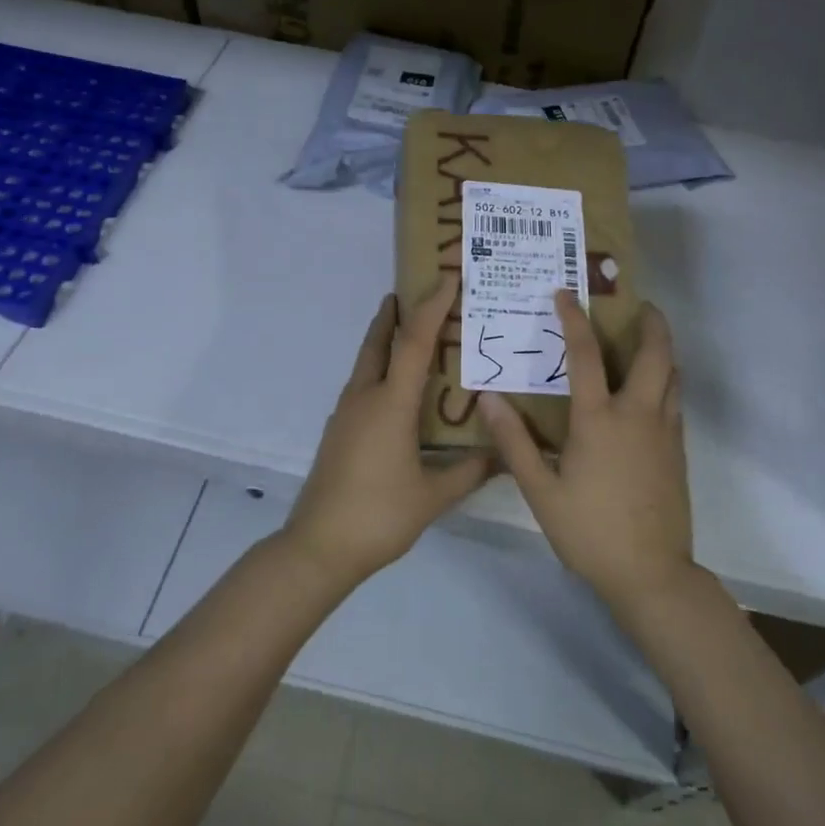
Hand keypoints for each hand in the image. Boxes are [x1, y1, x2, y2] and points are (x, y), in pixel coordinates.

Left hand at [281, 275, 493, 590]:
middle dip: (397, 313)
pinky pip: (363, 384)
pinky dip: (380, 369)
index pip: (414, 342)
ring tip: (410, 332)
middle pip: (379, 341)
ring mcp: (346, 413)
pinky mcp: (338, 430)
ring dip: (385, 339)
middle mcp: (364, 398)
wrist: (318, 547)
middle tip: (416, 291)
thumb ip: (471, 472)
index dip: (432, 306)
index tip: (447, 278)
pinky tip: (397, 389)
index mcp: (390, 404)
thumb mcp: (433, 496)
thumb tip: (506, 456)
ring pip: (367, 362)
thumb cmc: (379, 516)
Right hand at [480, 291, 694, 612]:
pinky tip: (650, 393)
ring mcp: (665, 433)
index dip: (574, 320)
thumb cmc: (590, 531)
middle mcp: (638, 415)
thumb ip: (514, 442)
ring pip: (673, 377)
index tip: (565, 294)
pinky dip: (667, 382)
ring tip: (647, 339)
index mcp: (600, 420)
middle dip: (651, 323)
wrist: (651, 574)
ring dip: (663, 351)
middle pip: (656, 355)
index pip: (586, 355)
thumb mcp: (541, 491)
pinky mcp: (678, 452)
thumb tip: (489, 399)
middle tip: (639, 304)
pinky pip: (676, 403)